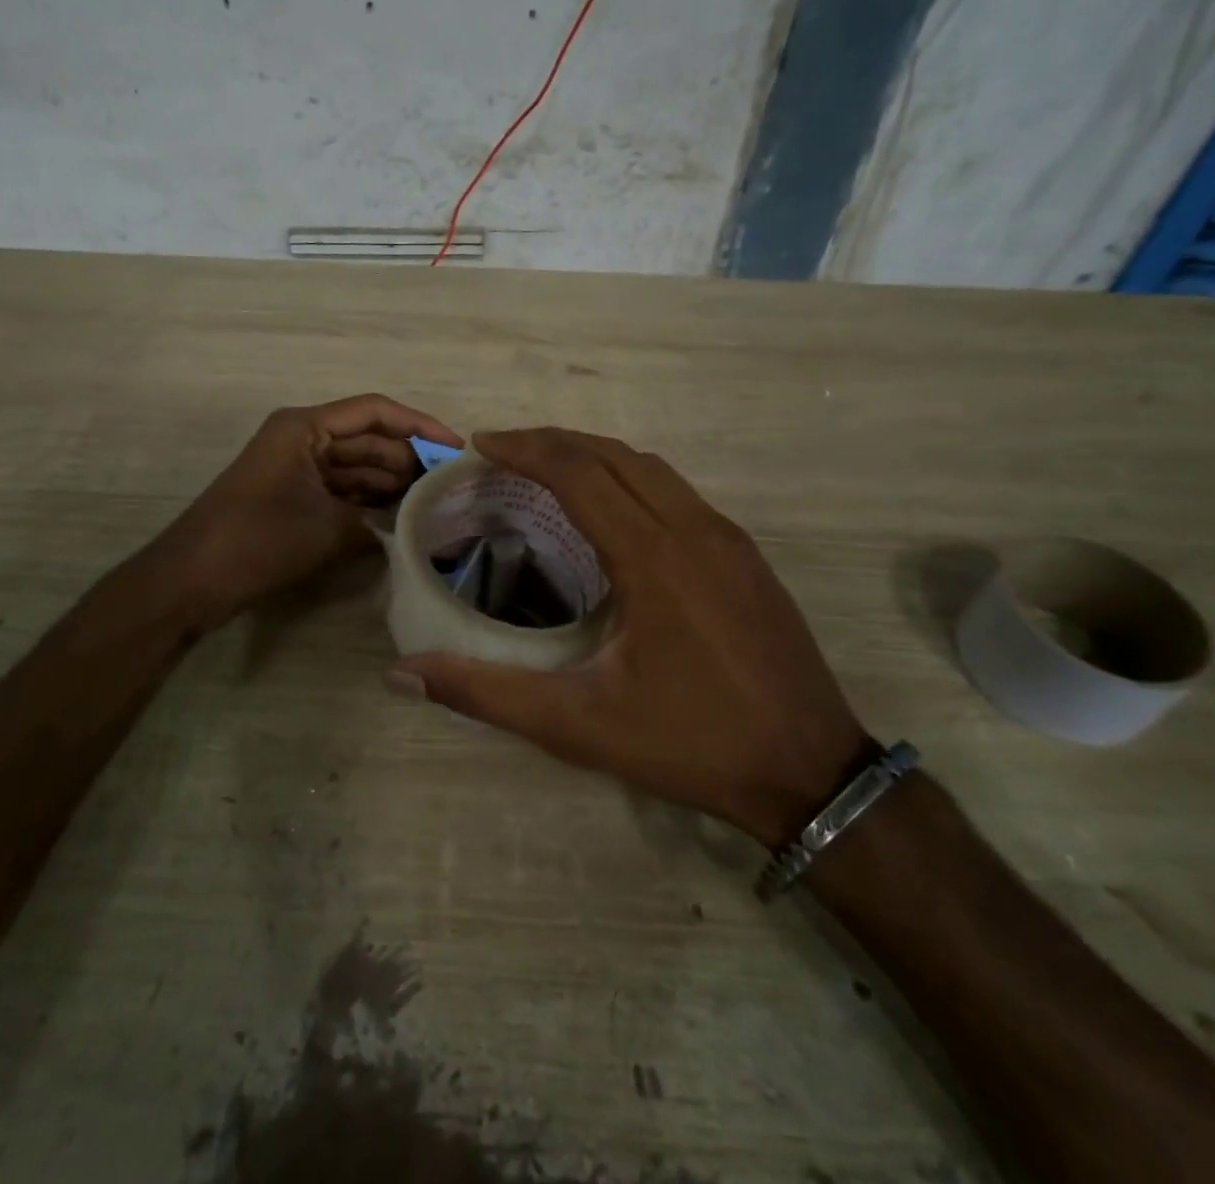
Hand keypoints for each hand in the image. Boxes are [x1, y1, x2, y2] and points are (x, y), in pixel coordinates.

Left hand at [151, 394, 461, 629]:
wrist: (193, 580)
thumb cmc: (258, 539)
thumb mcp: (328, 528)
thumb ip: (378, 522)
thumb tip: (415, 528)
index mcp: (305, 427)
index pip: (375, 412)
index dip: (420, 426)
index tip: (456, 448)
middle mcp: (303, 439)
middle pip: (369, 440)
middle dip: (409, 461)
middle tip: (452, 486)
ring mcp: (297, 469)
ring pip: (357, 468)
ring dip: (392, 485)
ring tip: (436, 505)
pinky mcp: (294, 498)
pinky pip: (342, 492)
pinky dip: (369, 504)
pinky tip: (402, 520)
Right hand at [388, 428, 867, 847]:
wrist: (811, 772)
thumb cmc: (691, 744)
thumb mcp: (577, 725)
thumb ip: (485, 694)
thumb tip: (403, 674)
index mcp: (653, 557)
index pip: (579, 473)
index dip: (526, 449)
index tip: (482, 444)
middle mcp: (694, 530)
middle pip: (615, 455)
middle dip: (554, 442)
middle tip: (504, 450)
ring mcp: (728, 539)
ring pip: (652, 467)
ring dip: (595, 455)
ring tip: (548, 468)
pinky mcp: (746, 556)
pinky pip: (678, 492)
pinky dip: (631, 478)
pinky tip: (611, 510)